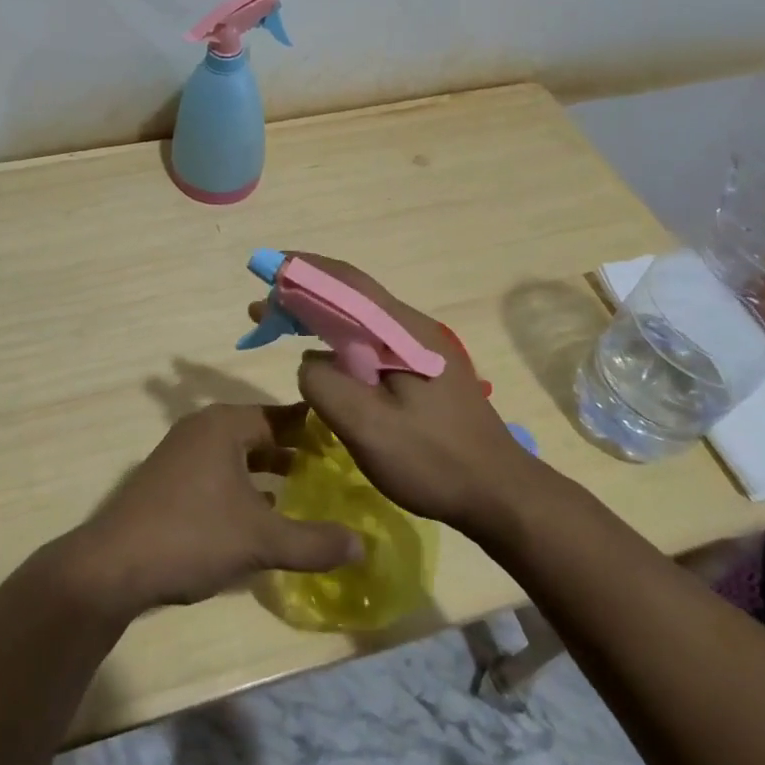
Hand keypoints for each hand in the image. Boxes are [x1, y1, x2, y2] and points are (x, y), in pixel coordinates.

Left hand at [63, 403, 363, 615]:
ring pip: (237, 455)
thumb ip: (314, 542)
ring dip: (267, 471)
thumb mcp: (261, 539)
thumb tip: (363, 545)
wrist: (113, 566)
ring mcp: (181, 453)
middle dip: (292, 450)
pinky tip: (262, 514)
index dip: (314, 428)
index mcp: (224, 424)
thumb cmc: (192, 535)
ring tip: (304, 491)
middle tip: (332, 468)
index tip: (347, 440)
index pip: (280, 415)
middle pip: (258, 433)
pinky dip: (243, 486)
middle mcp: (202, 428)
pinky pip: (218, 472)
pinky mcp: (169, 481)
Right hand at [279, 254, 541, 540]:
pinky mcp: (423, 371)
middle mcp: (413, 328)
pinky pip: (370, 340)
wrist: (502, 496)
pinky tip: (324, 357)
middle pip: (351, 295)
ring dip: (320, 315)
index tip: (266, 269)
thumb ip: (326, 385)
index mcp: (403, 331)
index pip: (347, 283)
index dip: (304, 270)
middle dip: (304, 293)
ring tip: (282, 325)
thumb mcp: (369, 428)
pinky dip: (338, 338)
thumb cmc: (435, 462)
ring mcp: (421, 349)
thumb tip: (310, 361)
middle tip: (262, 308)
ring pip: (360, 318)